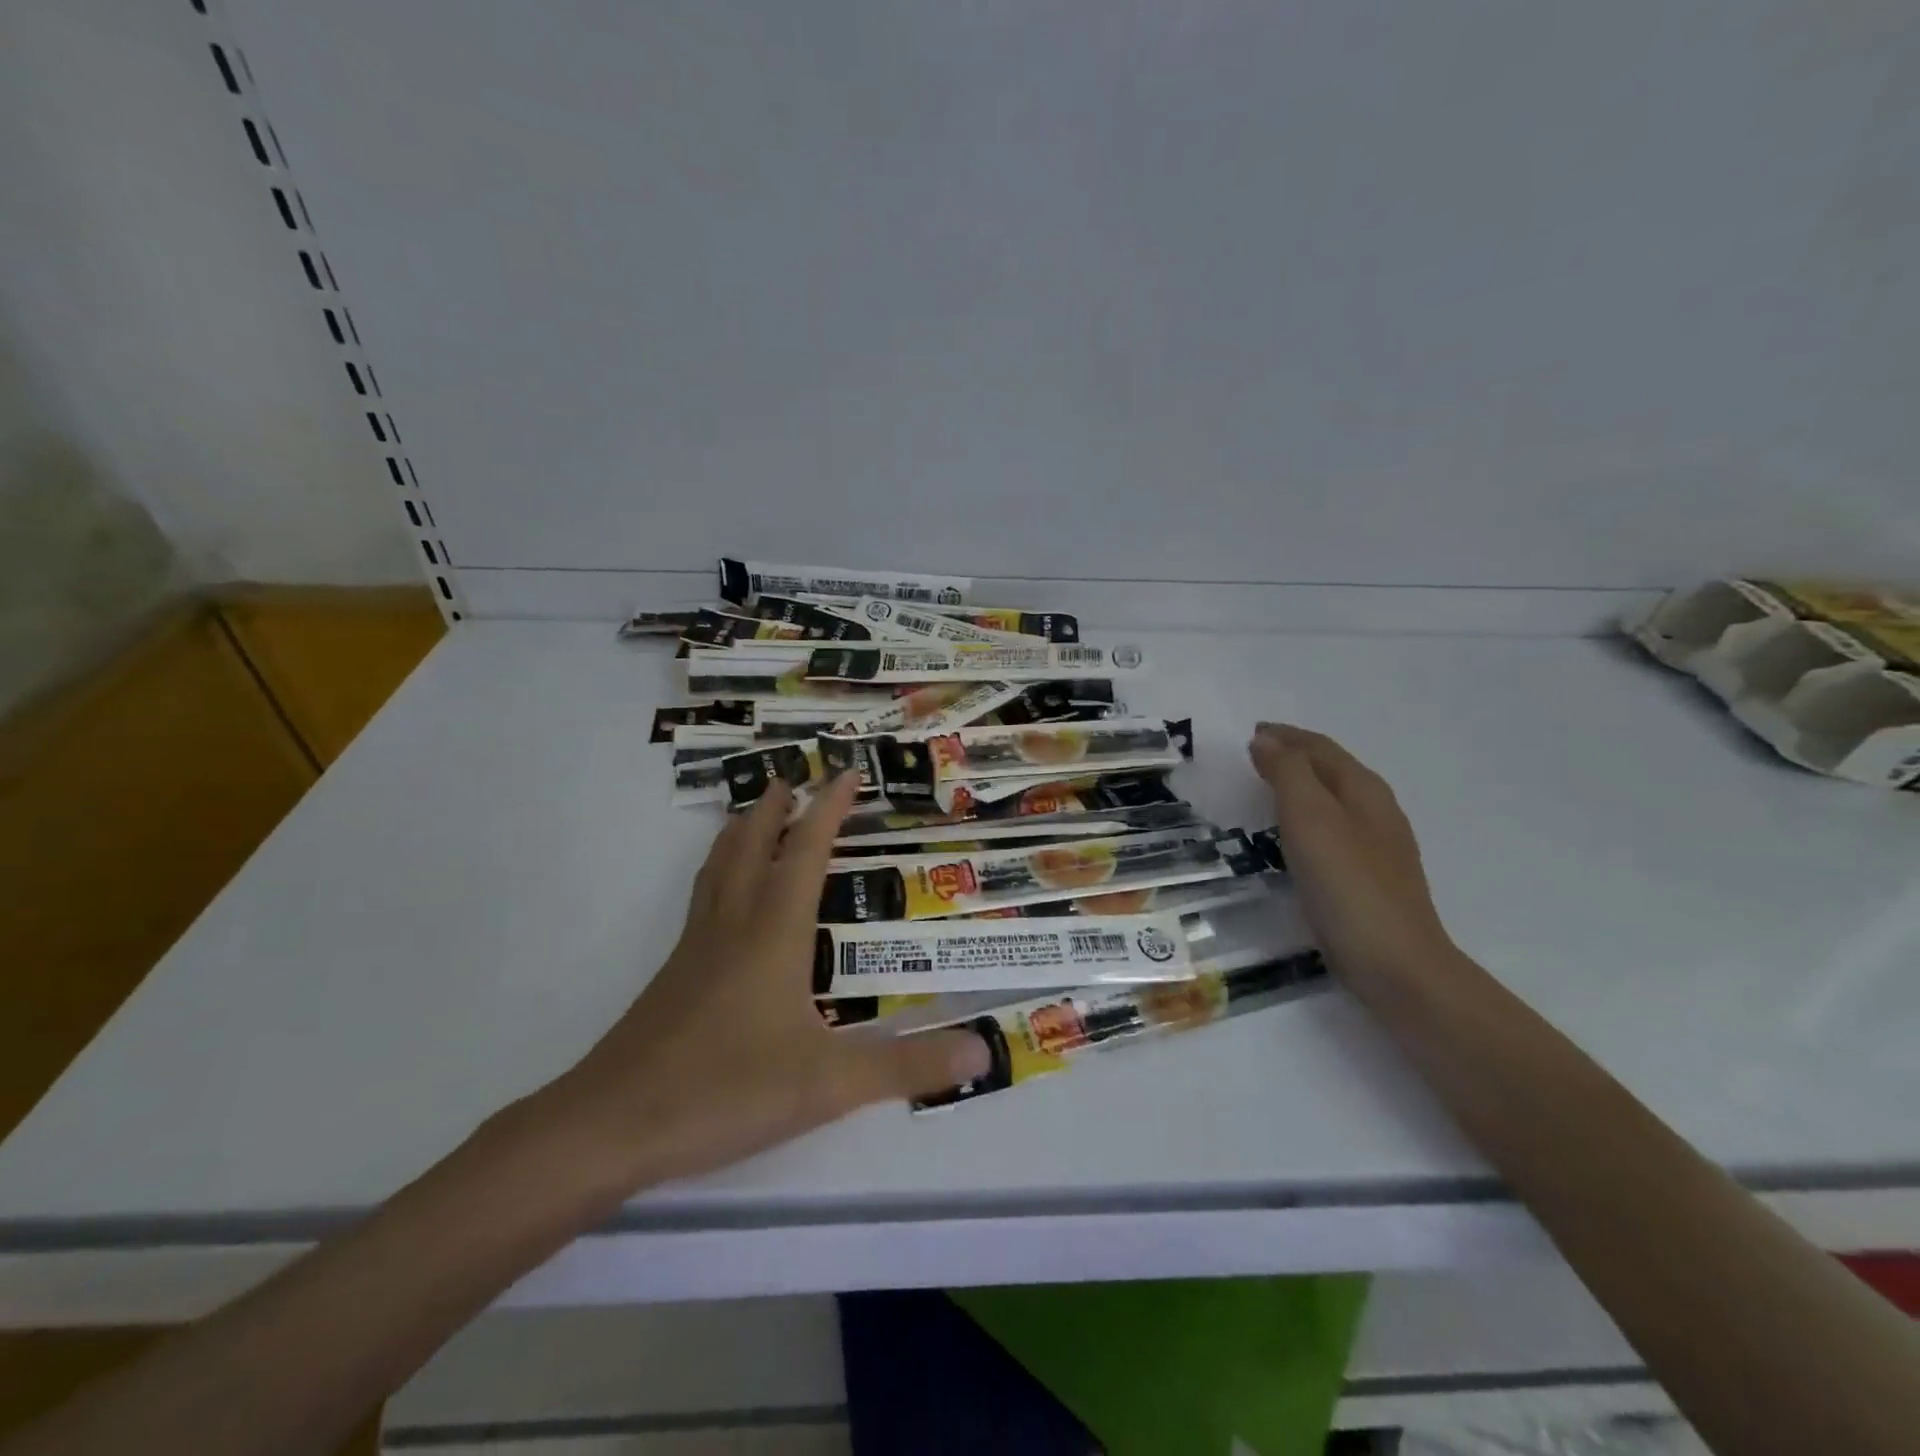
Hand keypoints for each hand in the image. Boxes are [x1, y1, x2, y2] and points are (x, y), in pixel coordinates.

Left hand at [542, 774, 990, 1189]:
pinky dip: (719, 875)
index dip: (828, 809)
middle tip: (790, 777)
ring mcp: (696, 950)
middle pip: (751, 847)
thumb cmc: (725, 1090)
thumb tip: (983, 1049)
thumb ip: (907, 1066)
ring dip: (740, 834)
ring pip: (719, 870)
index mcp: (773, 932)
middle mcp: (733, 926)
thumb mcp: (829, 1084)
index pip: (806, 852)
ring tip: (752, 814)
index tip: (846, 774)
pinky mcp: (674, 978)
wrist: (611, 1126)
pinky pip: (703, 902)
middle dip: (775, 809)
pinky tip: (724, 903)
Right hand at [1247, 723, 1455, 977]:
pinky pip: (1333, 829)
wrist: (1395, 963)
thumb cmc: (1347, 883)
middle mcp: (1376, 810)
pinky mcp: (1368, 878)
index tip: (1252, 733)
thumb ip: (1288, 772)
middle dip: (1295, 756)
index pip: (1321, 748)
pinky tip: (1295, 837)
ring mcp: (1378, 846)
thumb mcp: (1310, 817)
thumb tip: (1266, 740)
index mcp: (1363, 789)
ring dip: (1302, 786)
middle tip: (1255, 755)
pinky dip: (1308, 817)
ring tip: (1268, 788)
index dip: (1286, 736)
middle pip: (1332, 769)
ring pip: (1334, 799)